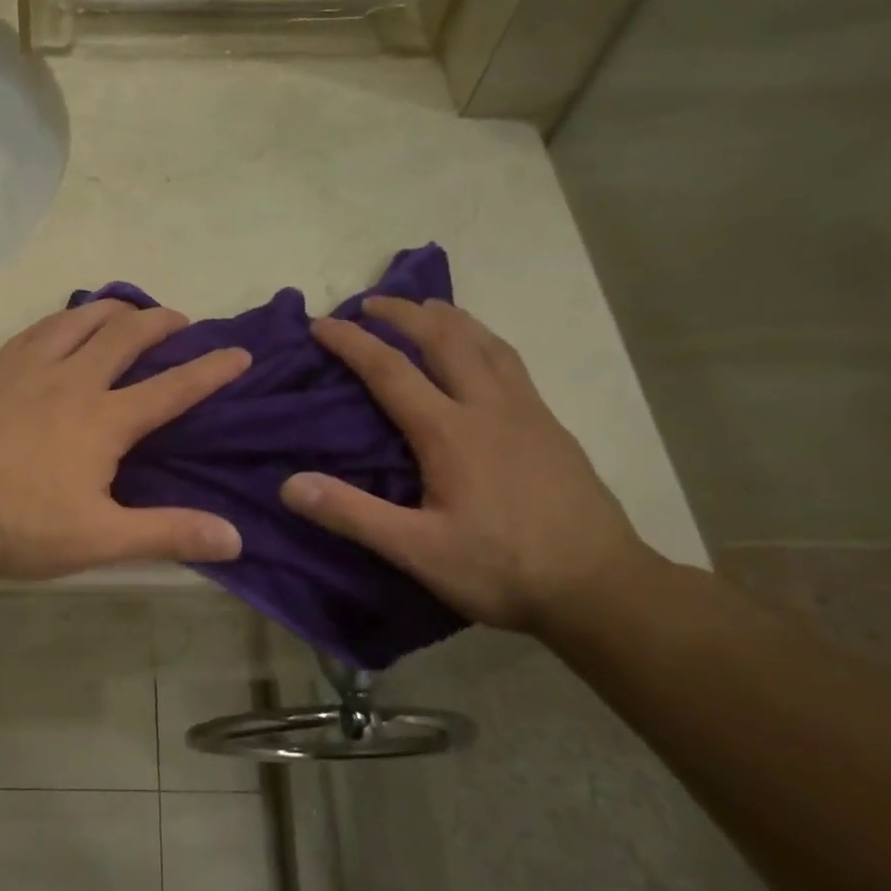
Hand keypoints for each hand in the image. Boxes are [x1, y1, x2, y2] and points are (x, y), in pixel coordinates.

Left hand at [0, 301, 250, 579]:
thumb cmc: (22, 526)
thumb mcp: (101, 538)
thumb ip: (169, 534)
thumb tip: (234, 538)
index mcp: (104, 419)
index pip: (172, 387)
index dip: (211, 370)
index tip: (240, 353)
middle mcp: (72, 380)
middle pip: (126, 336)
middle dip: (161, 323)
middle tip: (180, 321)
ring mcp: (28, 369)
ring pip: (79, 320)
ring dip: (112, 310)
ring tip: (128, 310)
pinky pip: (37, 330)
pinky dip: (63, 319)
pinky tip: (62, 324)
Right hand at [279, 298, 657, 635]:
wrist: (601, 588)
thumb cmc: (502, 569)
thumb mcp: (417, 551)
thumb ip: (352, 514)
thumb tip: (289, 483)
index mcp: (450, 432)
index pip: (390, 371)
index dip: (352, 343)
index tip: (321, 324)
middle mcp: (489, 407)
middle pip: (443, 339)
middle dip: (403, 313)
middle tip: (370, 302)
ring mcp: (527, 412)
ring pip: (485, 343)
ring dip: (449, 318)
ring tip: (425, 308)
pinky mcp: (551, 425)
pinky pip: (510, 362)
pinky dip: (483, 339)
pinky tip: (481, 351)